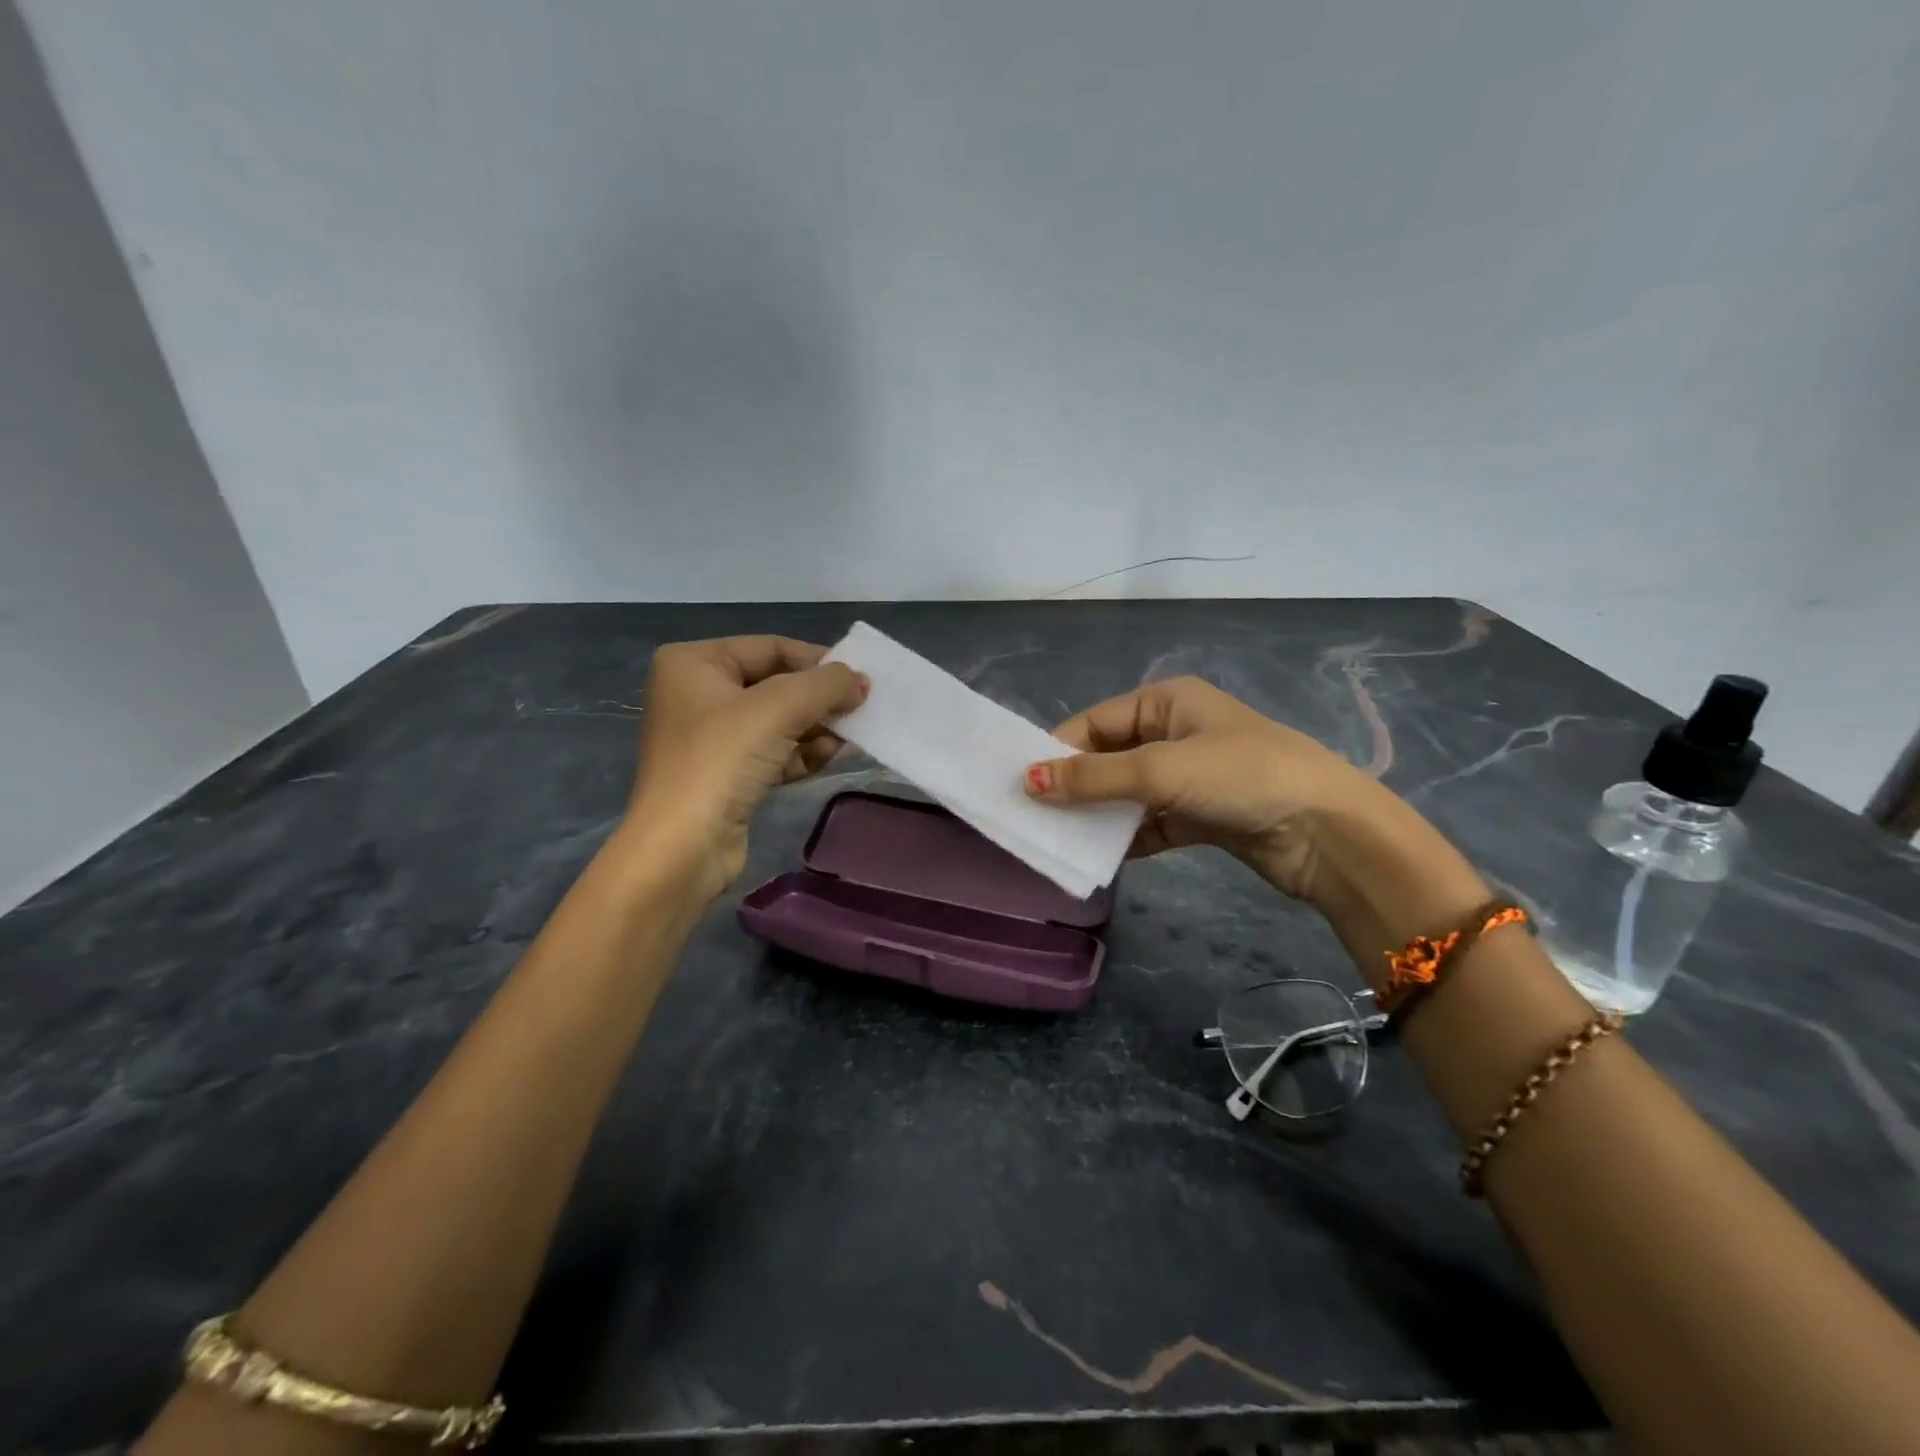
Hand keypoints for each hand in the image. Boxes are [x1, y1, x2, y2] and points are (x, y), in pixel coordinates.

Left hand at [622, 636, 867, 898]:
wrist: (682, 848)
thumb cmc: (722, 760)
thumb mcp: (779, 708)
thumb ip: (826, 685)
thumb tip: (861, 680)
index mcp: (694, 663)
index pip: (770, 648)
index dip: (818, 660)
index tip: (860, 678)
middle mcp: (697, 693)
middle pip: (776, 685)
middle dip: (818, 700)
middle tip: (860, 709)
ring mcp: (710, 737)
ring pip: (778, 721)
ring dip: (816, 729)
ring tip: (848, 738)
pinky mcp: (725, 775)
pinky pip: (773, 752)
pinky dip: (801, 753)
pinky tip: (827, 757)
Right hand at [1023, 676, 1447, 910]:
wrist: (1327, 832)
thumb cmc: (1242, 776)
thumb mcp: (1162, 770)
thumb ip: (1094, 778)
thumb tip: (1027, 782)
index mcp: (1168, 702)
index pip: (1096, 722)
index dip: (1058, 750)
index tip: (1022, 784)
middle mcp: (1176, 733)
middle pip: (1110, 757)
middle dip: (1076, 785)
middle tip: (1034, 816)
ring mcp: (1190, 777)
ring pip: (1128, 793)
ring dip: (1099, 815)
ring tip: (1058, 840)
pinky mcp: (1202, 816)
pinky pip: (1151, 824)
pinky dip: (1127, 838)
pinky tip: (1100, 858)